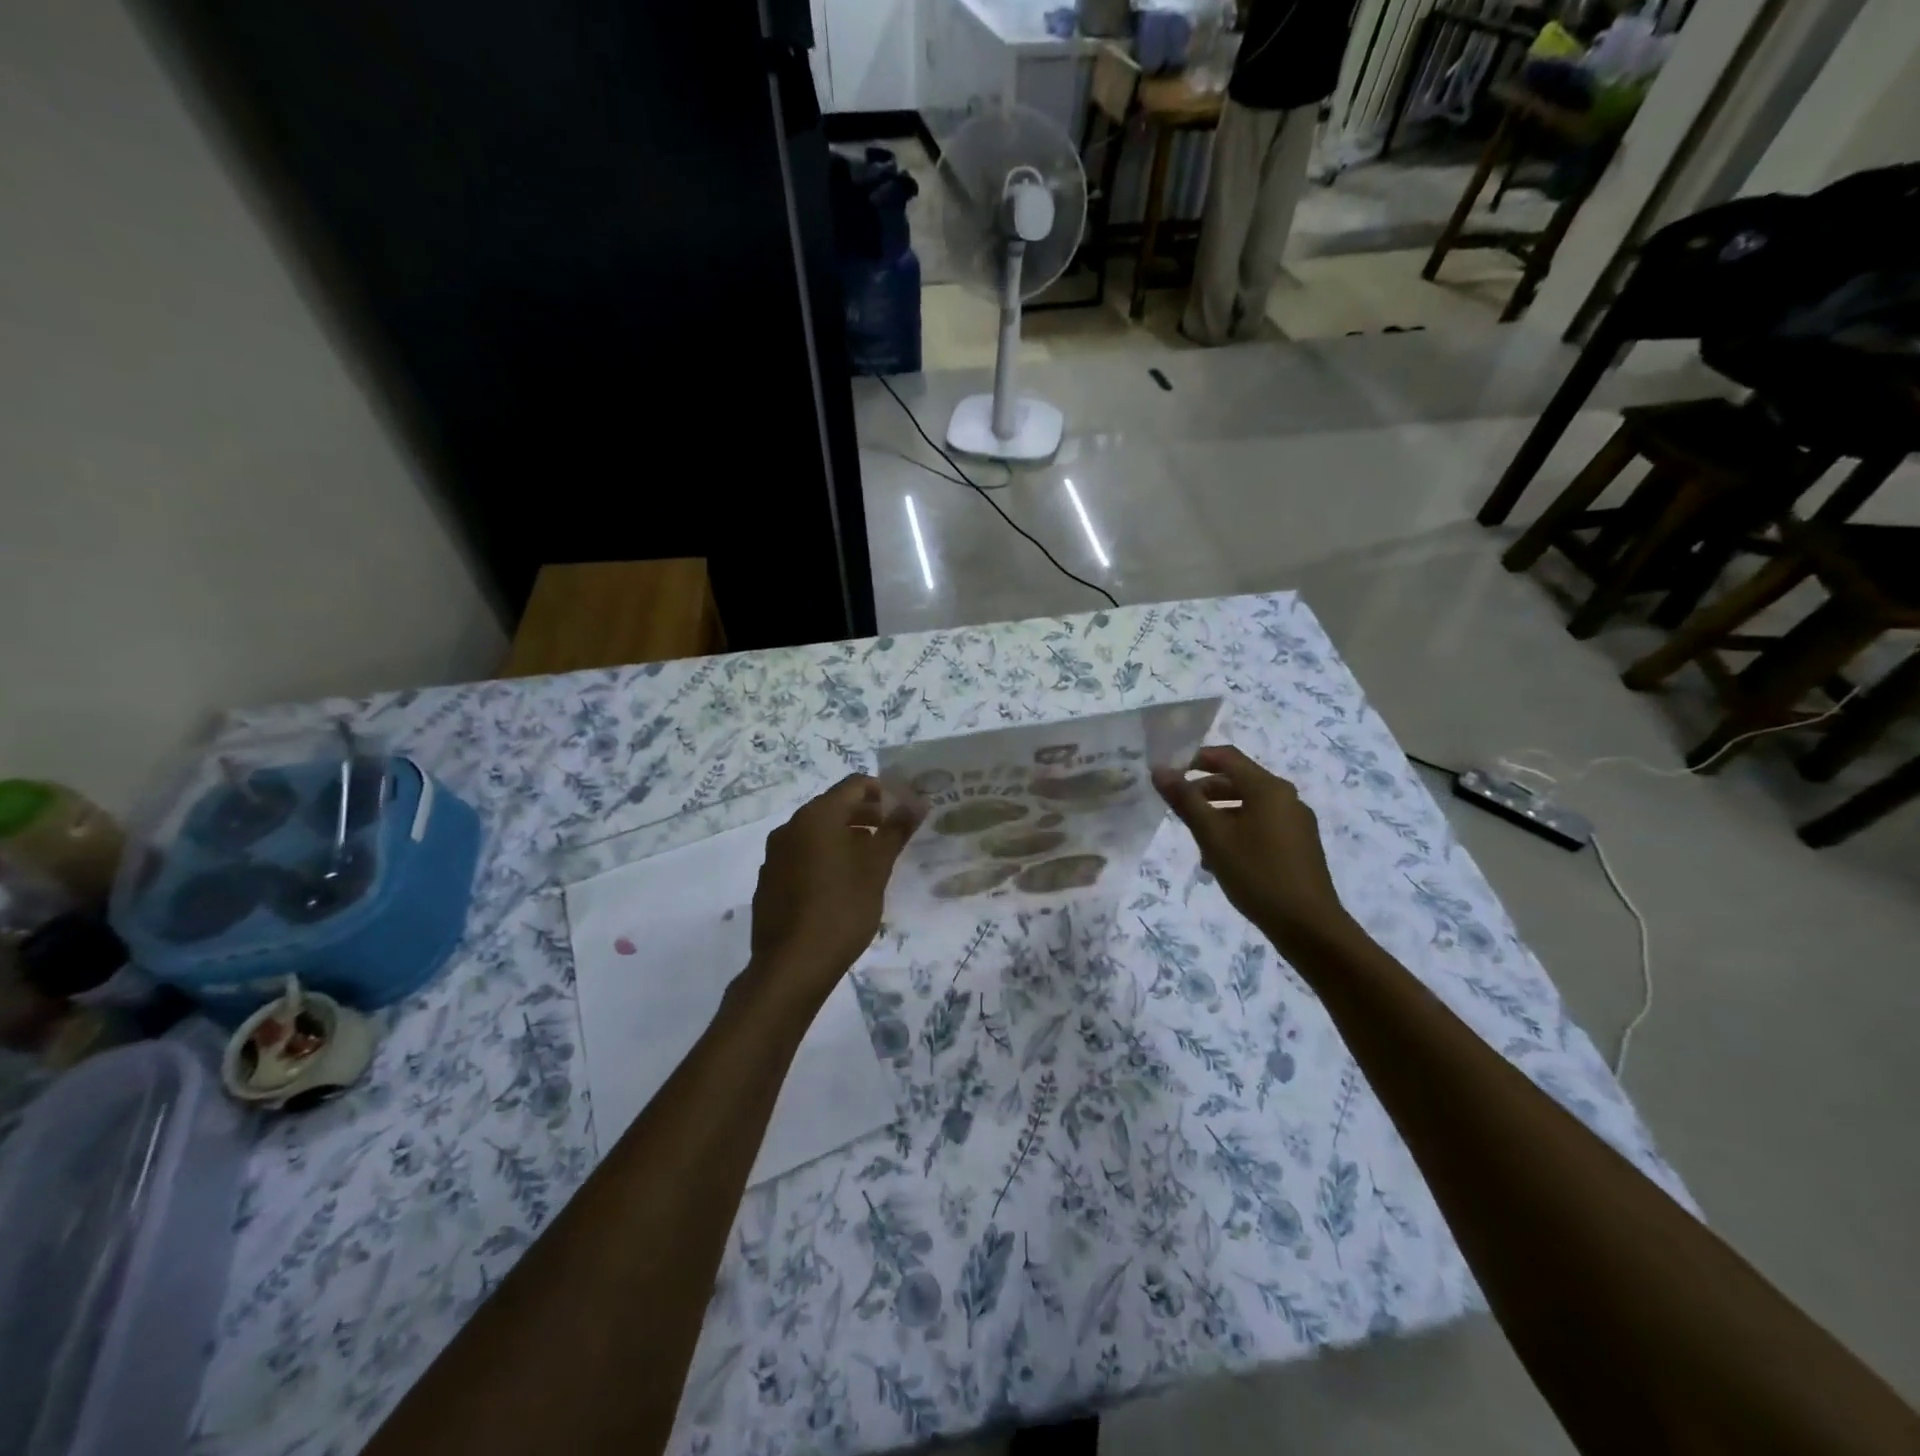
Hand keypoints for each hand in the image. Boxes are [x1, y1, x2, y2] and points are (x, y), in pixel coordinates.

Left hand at [748, 775, 916, 1004]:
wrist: (792, 966)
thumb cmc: (841, 909)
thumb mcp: (876, 868)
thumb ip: (896, 830)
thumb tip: (918, 801)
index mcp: (816, 817)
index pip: (854, 785)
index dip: (883, 792)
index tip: (903, 811)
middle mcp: (790, 827)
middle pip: (833, 806)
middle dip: (865, 815)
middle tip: (892, 835)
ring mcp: (775, 855)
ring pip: (816, 833)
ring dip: (845, 837)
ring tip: (871, 861)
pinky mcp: (769, 880)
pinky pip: (801, 856)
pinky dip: (824, 857)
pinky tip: (840, 885)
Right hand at [1153, 746, 1352, 953]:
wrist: (1309, 926)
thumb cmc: (1257, 874)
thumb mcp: (1213, 836)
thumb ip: (1185, 801)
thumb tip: (1160, 770)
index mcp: (1268, 788)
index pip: (1226, 757)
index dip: (1194, 759)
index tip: (1168, 774)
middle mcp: (1286, 798)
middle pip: (1237, 781)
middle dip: (1204, 792)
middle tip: (1177, 810)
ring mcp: (1295, 823)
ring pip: (1248, 806)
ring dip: (1218, 816)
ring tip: (1196, 842)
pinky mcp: (1298, 846)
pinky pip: (1261, 826)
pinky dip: (1237, 832)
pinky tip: (1221, 861)